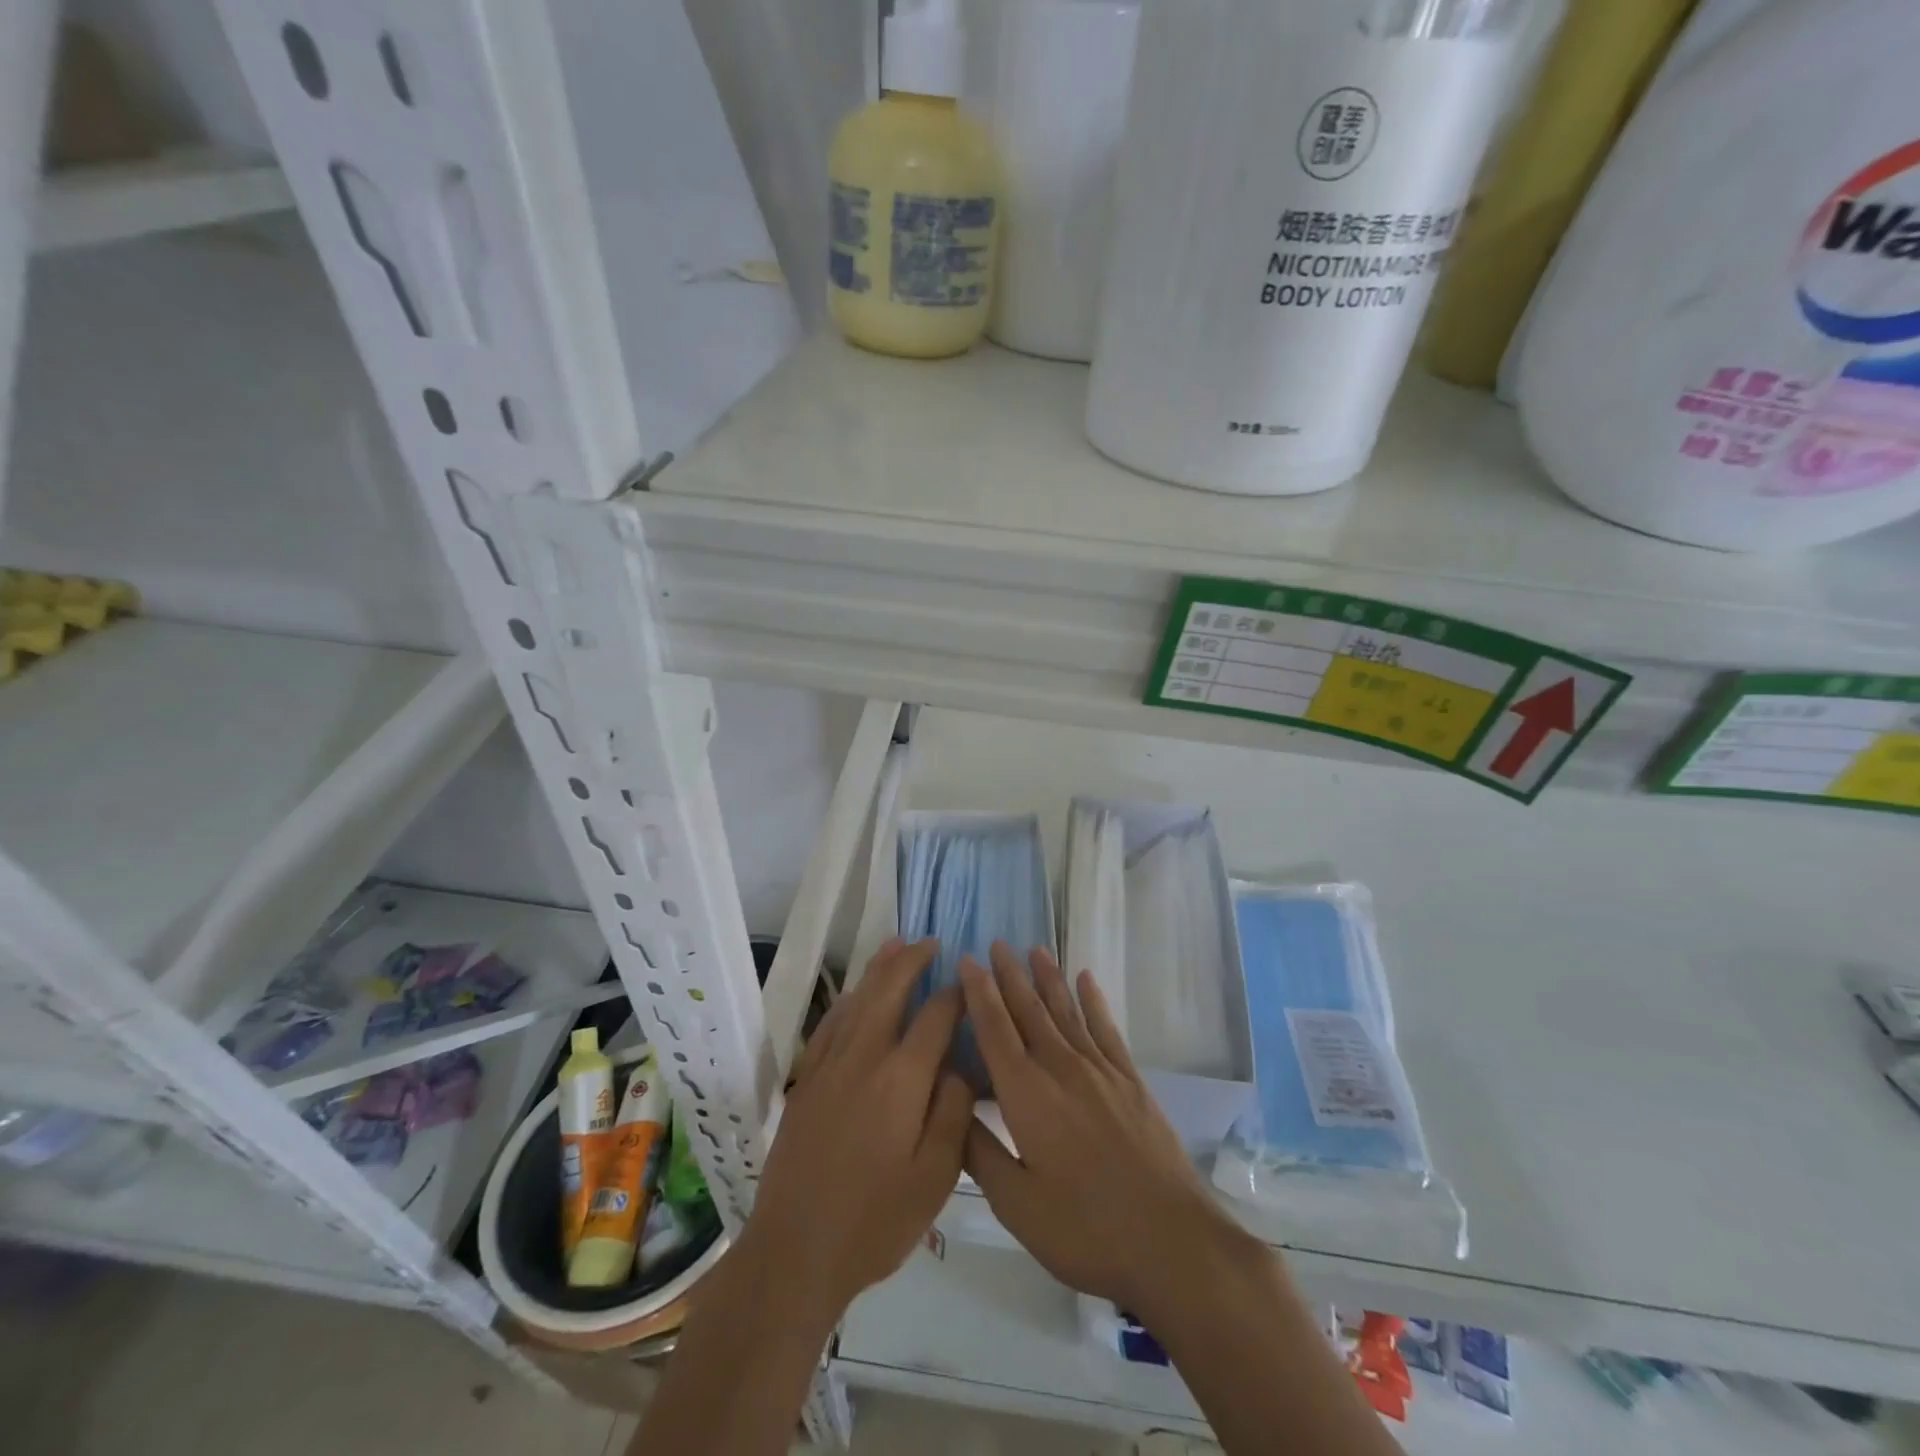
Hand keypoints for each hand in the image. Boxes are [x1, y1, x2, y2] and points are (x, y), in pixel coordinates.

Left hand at [742, 938, 975, 1326]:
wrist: (795, 1251)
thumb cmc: (874, 1221)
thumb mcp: (934, 1178)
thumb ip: (952, 1113)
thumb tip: (959, 1064)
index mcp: (901, 1079)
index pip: (934, 1017)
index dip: (955, 994)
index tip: (970, 981)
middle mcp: (863, 1057)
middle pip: (889, 991)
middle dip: (911, 961)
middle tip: (931, 942)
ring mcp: (829, 1066)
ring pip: (857, 1000)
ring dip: (878, 969)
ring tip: (896, 946)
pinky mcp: (806, 1081)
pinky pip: (830, 1024)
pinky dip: (848, 1000)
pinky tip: (855, 995)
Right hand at [960, 943, 1261, 1321]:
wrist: (1172, 1242)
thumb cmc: (1085, 1229)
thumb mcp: (1017, 1204)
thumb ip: (980, 1152)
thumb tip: (951, 1103)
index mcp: (1027, 1096)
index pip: (995, 1030)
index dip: (979, 993)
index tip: (967, 960)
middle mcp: (1061, 1069)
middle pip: (1030, 1011)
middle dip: (1009, 976)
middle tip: (996, 943)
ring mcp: (1100, 1072)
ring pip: (1066, 1012)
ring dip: (1048, 979)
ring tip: (1034, 949)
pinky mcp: (1131, 1082)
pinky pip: (1106, 1029)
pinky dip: (1094, 1002)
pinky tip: (1087, 980)